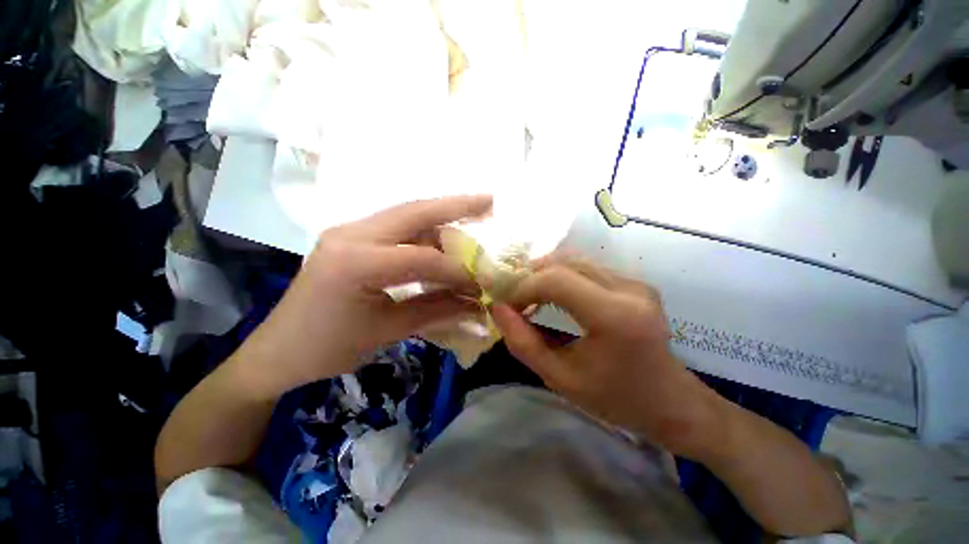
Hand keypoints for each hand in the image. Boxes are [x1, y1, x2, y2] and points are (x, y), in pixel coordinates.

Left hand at [237, 195, 490, 398]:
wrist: (277, 351)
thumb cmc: (327, 349)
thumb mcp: (387, 331)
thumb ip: (436, 311)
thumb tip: (476, 304)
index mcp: (355, 262)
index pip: (422, 257)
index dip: (457, 270)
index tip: (481, 283)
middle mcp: (350, 234)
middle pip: (415, 211)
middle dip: (456, 206)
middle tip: (489, 201)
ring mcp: (348, 231)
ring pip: (406, 214)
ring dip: (441, 216)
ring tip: (474, 214)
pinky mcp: (350, 238)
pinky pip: (396, 227)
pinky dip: (424, 230)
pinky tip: (443, 235)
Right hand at [491, 256, 723, 456]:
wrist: (671, 402)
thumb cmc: (616, 399)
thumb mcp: (560, 379)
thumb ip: (523, 343)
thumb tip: (497, 308)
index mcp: (615, 317)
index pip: (556, 281)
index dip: (523, 287)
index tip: (505, 304)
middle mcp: (628, 290)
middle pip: (564, 264)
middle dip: (529, 277)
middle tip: (511, 297)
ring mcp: (634, 282)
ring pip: (574, 261)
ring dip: (543, 274)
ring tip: (526, 296)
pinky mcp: (633, 283)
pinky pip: (586, 268)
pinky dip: (560, 276)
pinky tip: (550, 294)